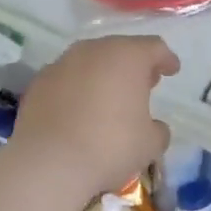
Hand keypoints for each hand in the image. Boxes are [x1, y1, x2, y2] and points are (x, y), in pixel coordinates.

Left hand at [15, 35, 179, 200]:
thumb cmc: (111, 147)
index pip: (154, 48)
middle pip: (118, 50)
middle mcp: (92, 51)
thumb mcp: (150, 144)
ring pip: (88, 63)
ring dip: (102, 76)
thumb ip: (158, 130)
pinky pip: (65, 81)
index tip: (172, 70)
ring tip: (109, 98)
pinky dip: (76, 90)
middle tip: (142, 84)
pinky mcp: (37, 84)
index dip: (166, 59)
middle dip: (132, 66)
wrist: (50, 163)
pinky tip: (79, 111)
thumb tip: (154, 127)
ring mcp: (60, 65)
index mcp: (127, 57)